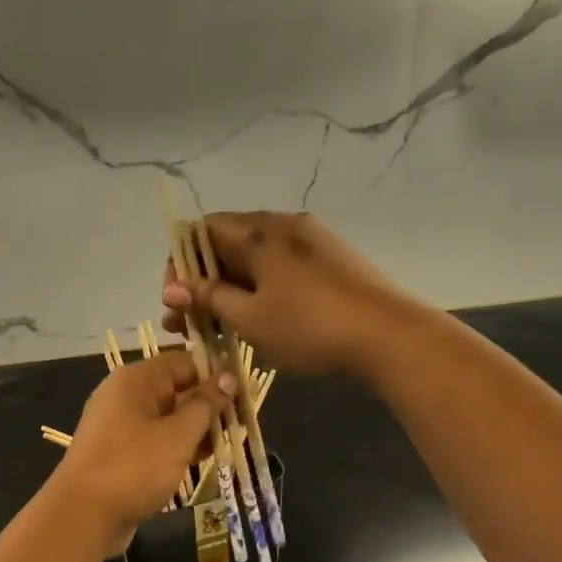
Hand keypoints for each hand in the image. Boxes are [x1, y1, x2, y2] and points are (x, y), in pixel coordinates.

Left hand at [51, 350, 234, 553]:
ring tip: (226, 447)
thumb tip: (228, 376)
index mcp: (136, 380)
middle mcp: (125, 395)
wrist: (83, 515)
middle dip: (209, 407)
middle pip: (177, 390)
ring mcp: (120, 425)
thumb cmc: (133, 467)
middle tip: (241, 426)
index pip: (185, 362)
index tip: (244, 396)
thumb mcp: (178, 435)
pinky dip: (177, 448)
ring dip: (196, 431)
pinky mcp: (120, 452)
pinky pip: (155, 440)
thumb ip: (205, 405)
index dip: (216, 376)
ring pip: (168, 418)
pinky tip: (200, 462)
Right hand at [162, 212, 419, 379]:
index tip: (177, 300)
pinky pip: (280, 269)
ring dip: (229, 291)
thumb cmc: (310, 327)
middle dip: (202, 283)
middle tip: (187, 324)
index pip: (202, 230)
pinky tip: (258, 321)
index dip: (181, 263)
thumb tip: (171, 287)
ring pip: (255, 260)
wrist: (389, 336)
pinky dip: (259, 290)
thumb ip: (209, 298)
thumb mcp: (251, 317)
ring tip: (217, 329)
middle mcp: (283, 225)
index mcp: (260, 231)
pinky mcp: (331, 262)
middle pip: (227, 245)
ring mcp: (311, 242)